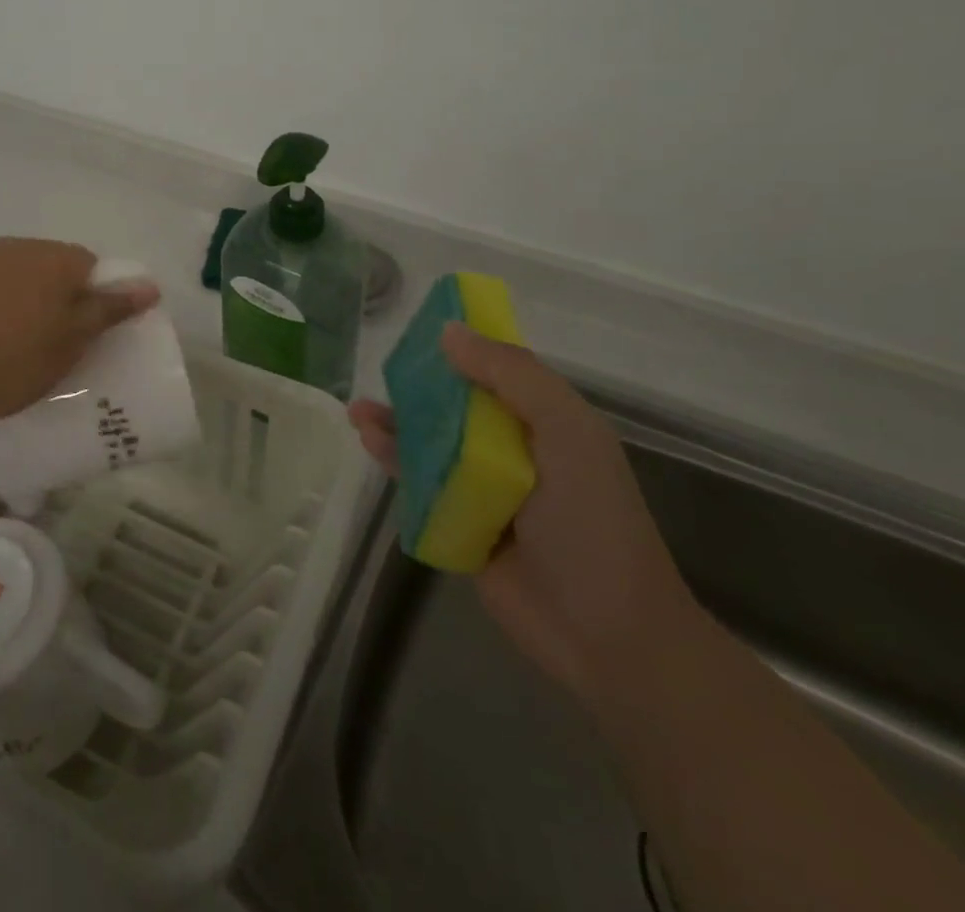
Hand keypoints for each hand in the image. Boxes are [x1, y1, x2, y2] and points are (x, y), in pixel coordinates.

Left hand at [0, 237, 159, 432]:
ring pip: (12, 270)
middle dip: (54, 294)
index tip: (80, 332)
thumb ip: (108, 310)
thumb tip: (150, 285)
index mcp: (53, 259)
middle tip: (47, 339)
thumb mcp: (69, 344)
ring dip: (18, 293)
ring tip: (6, 337)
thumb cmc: (7, 363)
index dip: (90, 298)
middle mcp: (16, 244)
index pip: (89, 265)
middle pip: (50, 264)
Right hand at [350, 324, 697, 703]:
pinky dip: (395, 460)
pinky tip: (370, 442)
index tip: (419, 331)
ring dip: (397, 423)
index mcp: (545, 421)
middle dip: (418, 386)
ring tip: (358, 410)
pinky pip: (420, 483)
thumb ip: (512, 376)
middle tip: (381, 372)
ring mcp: (484, 488)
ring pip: (432, 442)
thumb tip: (449, 331)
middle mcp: (513, 448)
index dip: (461, 346)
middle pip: (456, 404)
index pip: (497, 369)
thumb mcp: (566, 432)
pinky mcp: (459, 523)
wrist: (606, 634)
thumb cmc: (592, 521)